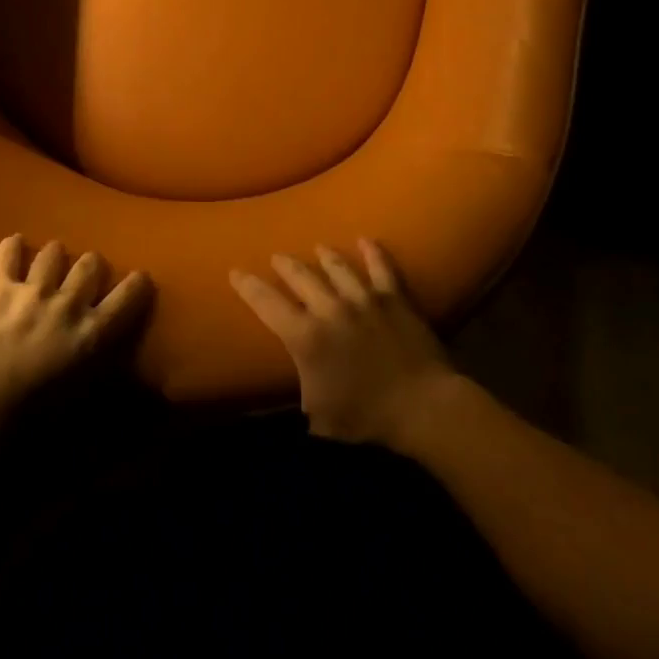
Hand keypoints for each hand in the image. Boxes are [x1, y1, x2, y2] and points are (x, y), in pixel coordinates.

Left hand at [0, 234, 152, 424]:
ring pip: (54, 251)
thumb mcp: (78, 400)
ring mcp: (33, 291)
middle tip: (84, 277)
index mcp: (92, 333)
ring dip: (54, 256)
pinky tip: (14, 246)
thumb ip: (98, 374)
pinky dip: (12, 247)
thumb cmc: (29, 419)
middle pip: (91, 263)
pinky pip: (8, 252)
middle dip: (91, 266)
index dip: (137, 283)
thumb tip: (115, 371)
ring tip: (48, 263)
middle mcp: (68, 303)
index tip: (139, 279)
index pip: (128, 296)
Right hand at [231, 240, 453, 446]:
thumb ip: (301, 392)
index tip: (235, 271)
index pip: (267, 304)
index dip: (248, 287)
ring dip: (325, 256)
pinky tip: (366, 240)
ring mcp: (363, 299)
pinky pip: (382, 268)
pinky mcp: (394, 299)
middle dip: (285, 265)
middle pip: (301, 277)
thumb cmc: (365, 417)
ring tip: (318, 247)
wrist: (422, 406)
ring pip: (338, 267)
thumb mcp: (318, 416)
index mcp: (306, 337)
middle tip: (277, 256)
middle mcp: (330, 309)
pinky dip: (373, 253)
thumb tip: (288, 392)